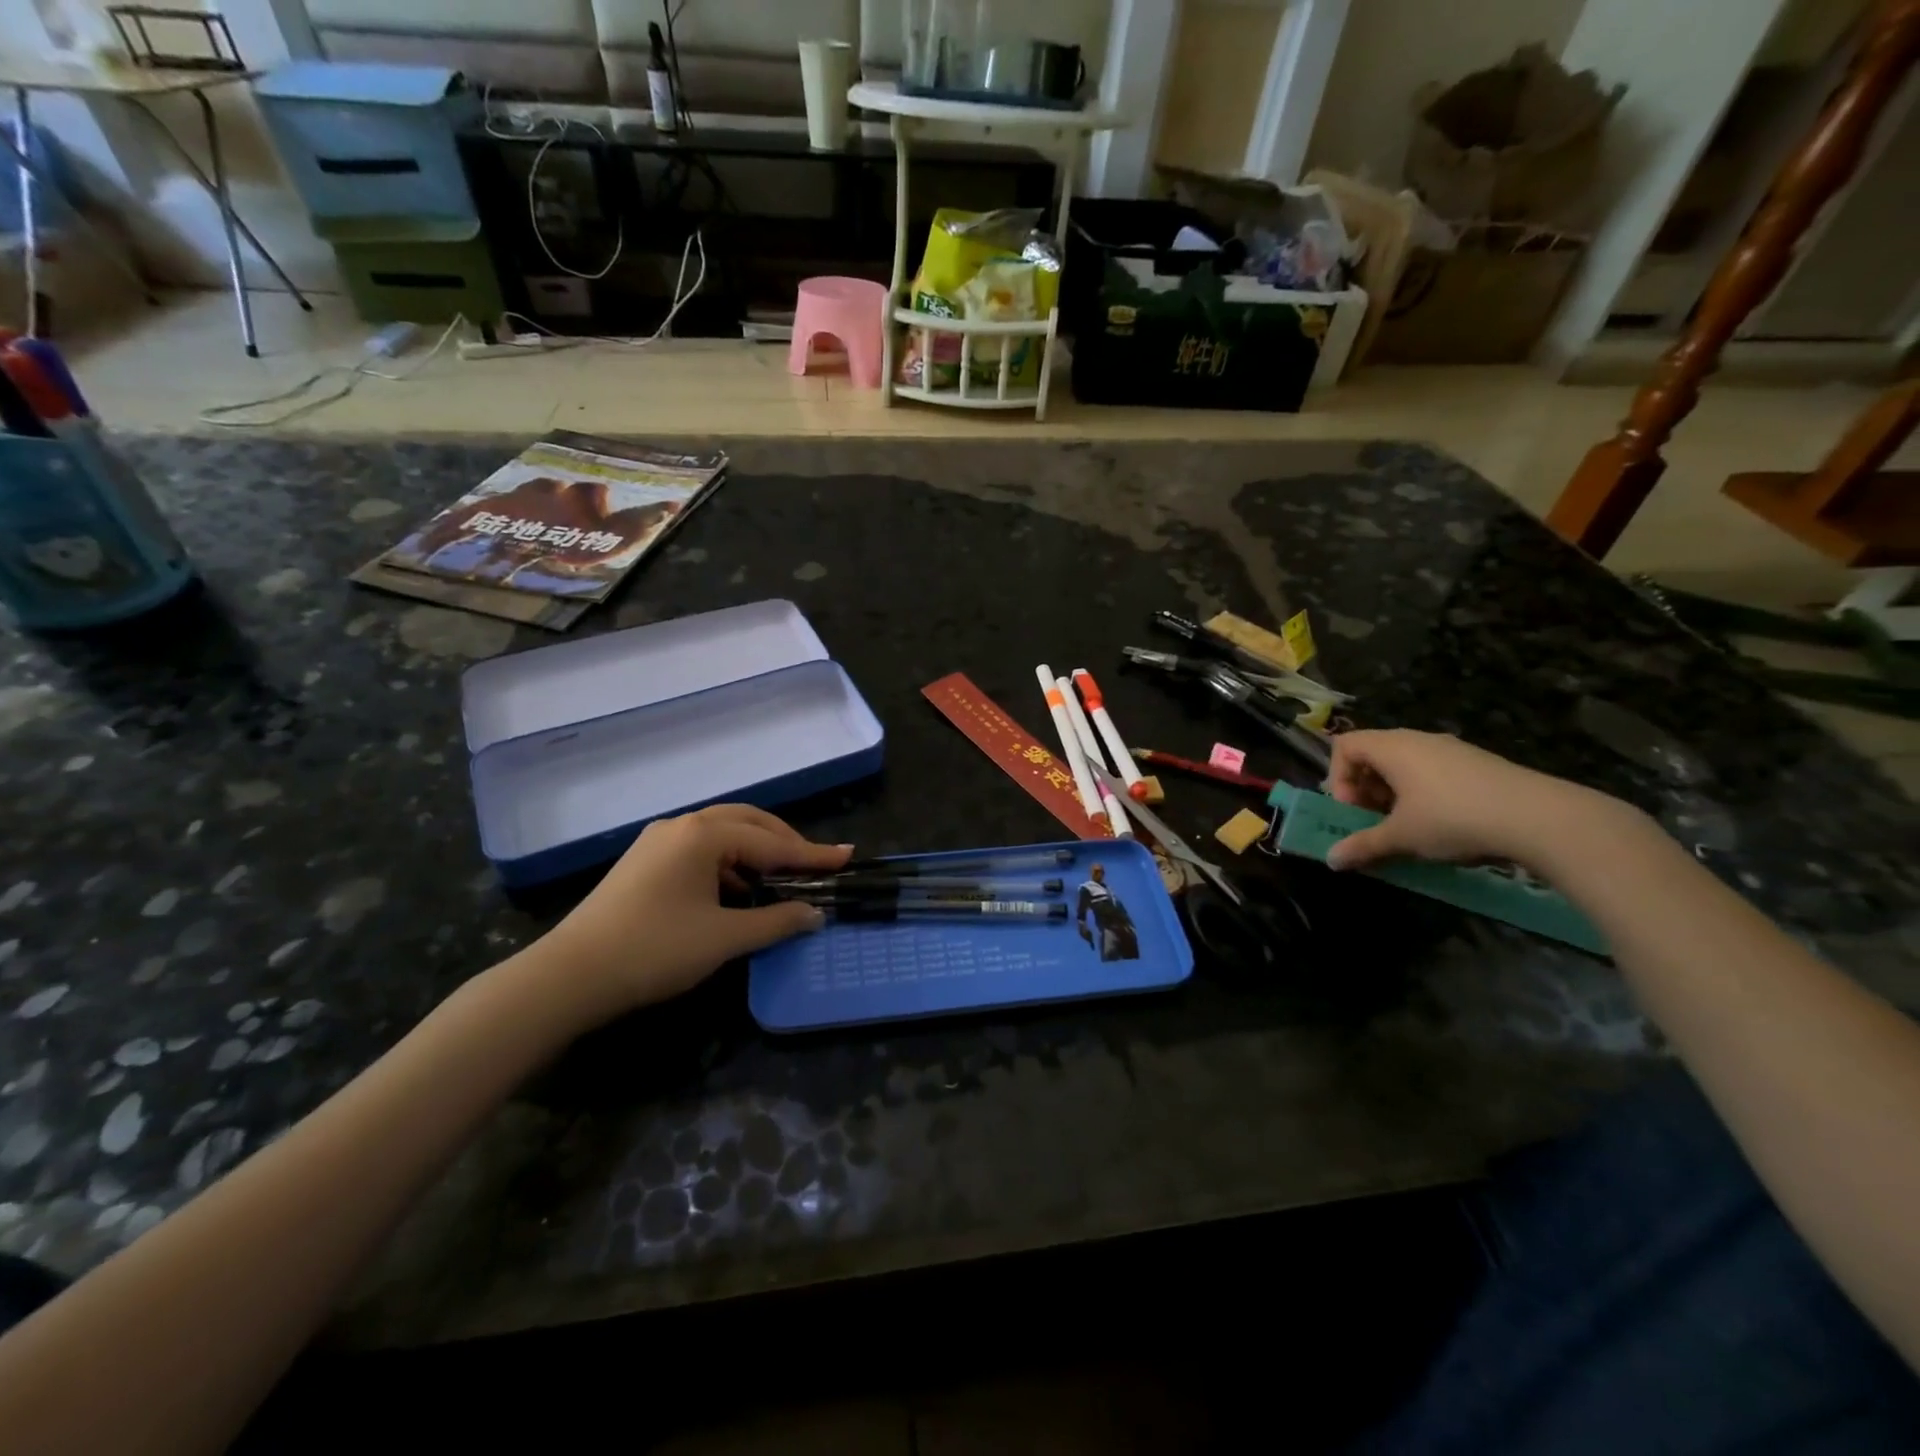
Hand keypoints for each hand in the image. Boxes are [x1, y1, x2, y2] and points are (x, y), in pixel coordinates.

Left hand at [537, 805, 850, 1023]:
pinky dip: (729, 863)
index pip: (772, 842)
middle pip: (748, 822)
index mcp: (704, 835)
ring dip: (755, 852)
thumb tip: (814, 914)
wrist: (570, 976)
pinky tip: (736, 891)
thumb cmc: (655, 950)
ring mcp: (659, 841)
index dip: (812, 854)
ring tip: (780, 879)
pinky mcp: (644, 861)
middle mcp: (682, 826)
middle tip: (814, 865)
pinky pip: (700, 850)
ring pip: (722, 834)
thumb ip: (776, 922)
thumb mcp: (724, 938)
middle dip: (784, 842)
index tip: (847, 857)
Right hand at [1323, 729, 1606, 872]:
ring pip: (1405, 765)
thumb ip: (1363, 846)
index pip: (1345, 745)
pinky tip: (1443, 824)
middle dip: (1365, 789)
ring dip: (1394, 794)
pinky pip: (1434, 772)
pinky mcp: (1479, 764)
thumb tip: (1331, 860)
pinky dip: (1424, 794)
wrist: (1540, 818)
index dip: (1337, 777)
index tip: (1351, 809)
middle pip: (1374, 754)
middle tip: (1373, 821)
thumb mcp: (1401, 837)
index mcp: (1392, 747)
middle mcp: (1419, 740)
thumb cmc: (1453, 819)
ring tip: (1407, 827)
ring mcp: (1452, 749)